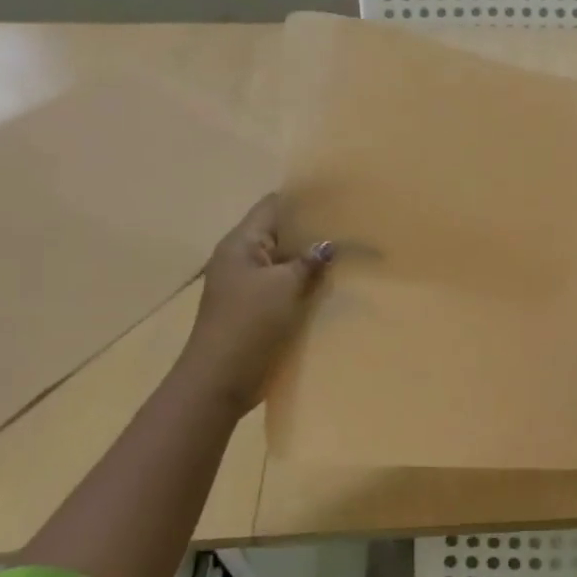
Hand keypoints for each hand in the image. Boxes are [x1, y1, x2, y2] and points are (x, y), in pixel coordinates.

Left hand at [175, 194, 332, 416]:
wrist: (221, 379)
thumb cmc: (248, 324)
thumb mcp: (283, 286)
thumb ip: (308, 262)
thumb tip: (328, 245)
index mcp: (241, 244)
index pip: (273, 206)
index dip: (304, 199)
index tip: (339, 198)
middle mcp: (243, 259)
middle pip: (282, 234)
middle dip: (315, 231)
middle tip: (355, 227)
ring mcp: (250, 287)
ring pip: (288, 264)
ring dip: (314, 262)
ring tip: (354, 255)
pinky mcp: (259, 311)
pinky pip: (288, 289)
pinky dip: (309, 287)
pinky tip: (337, 289)